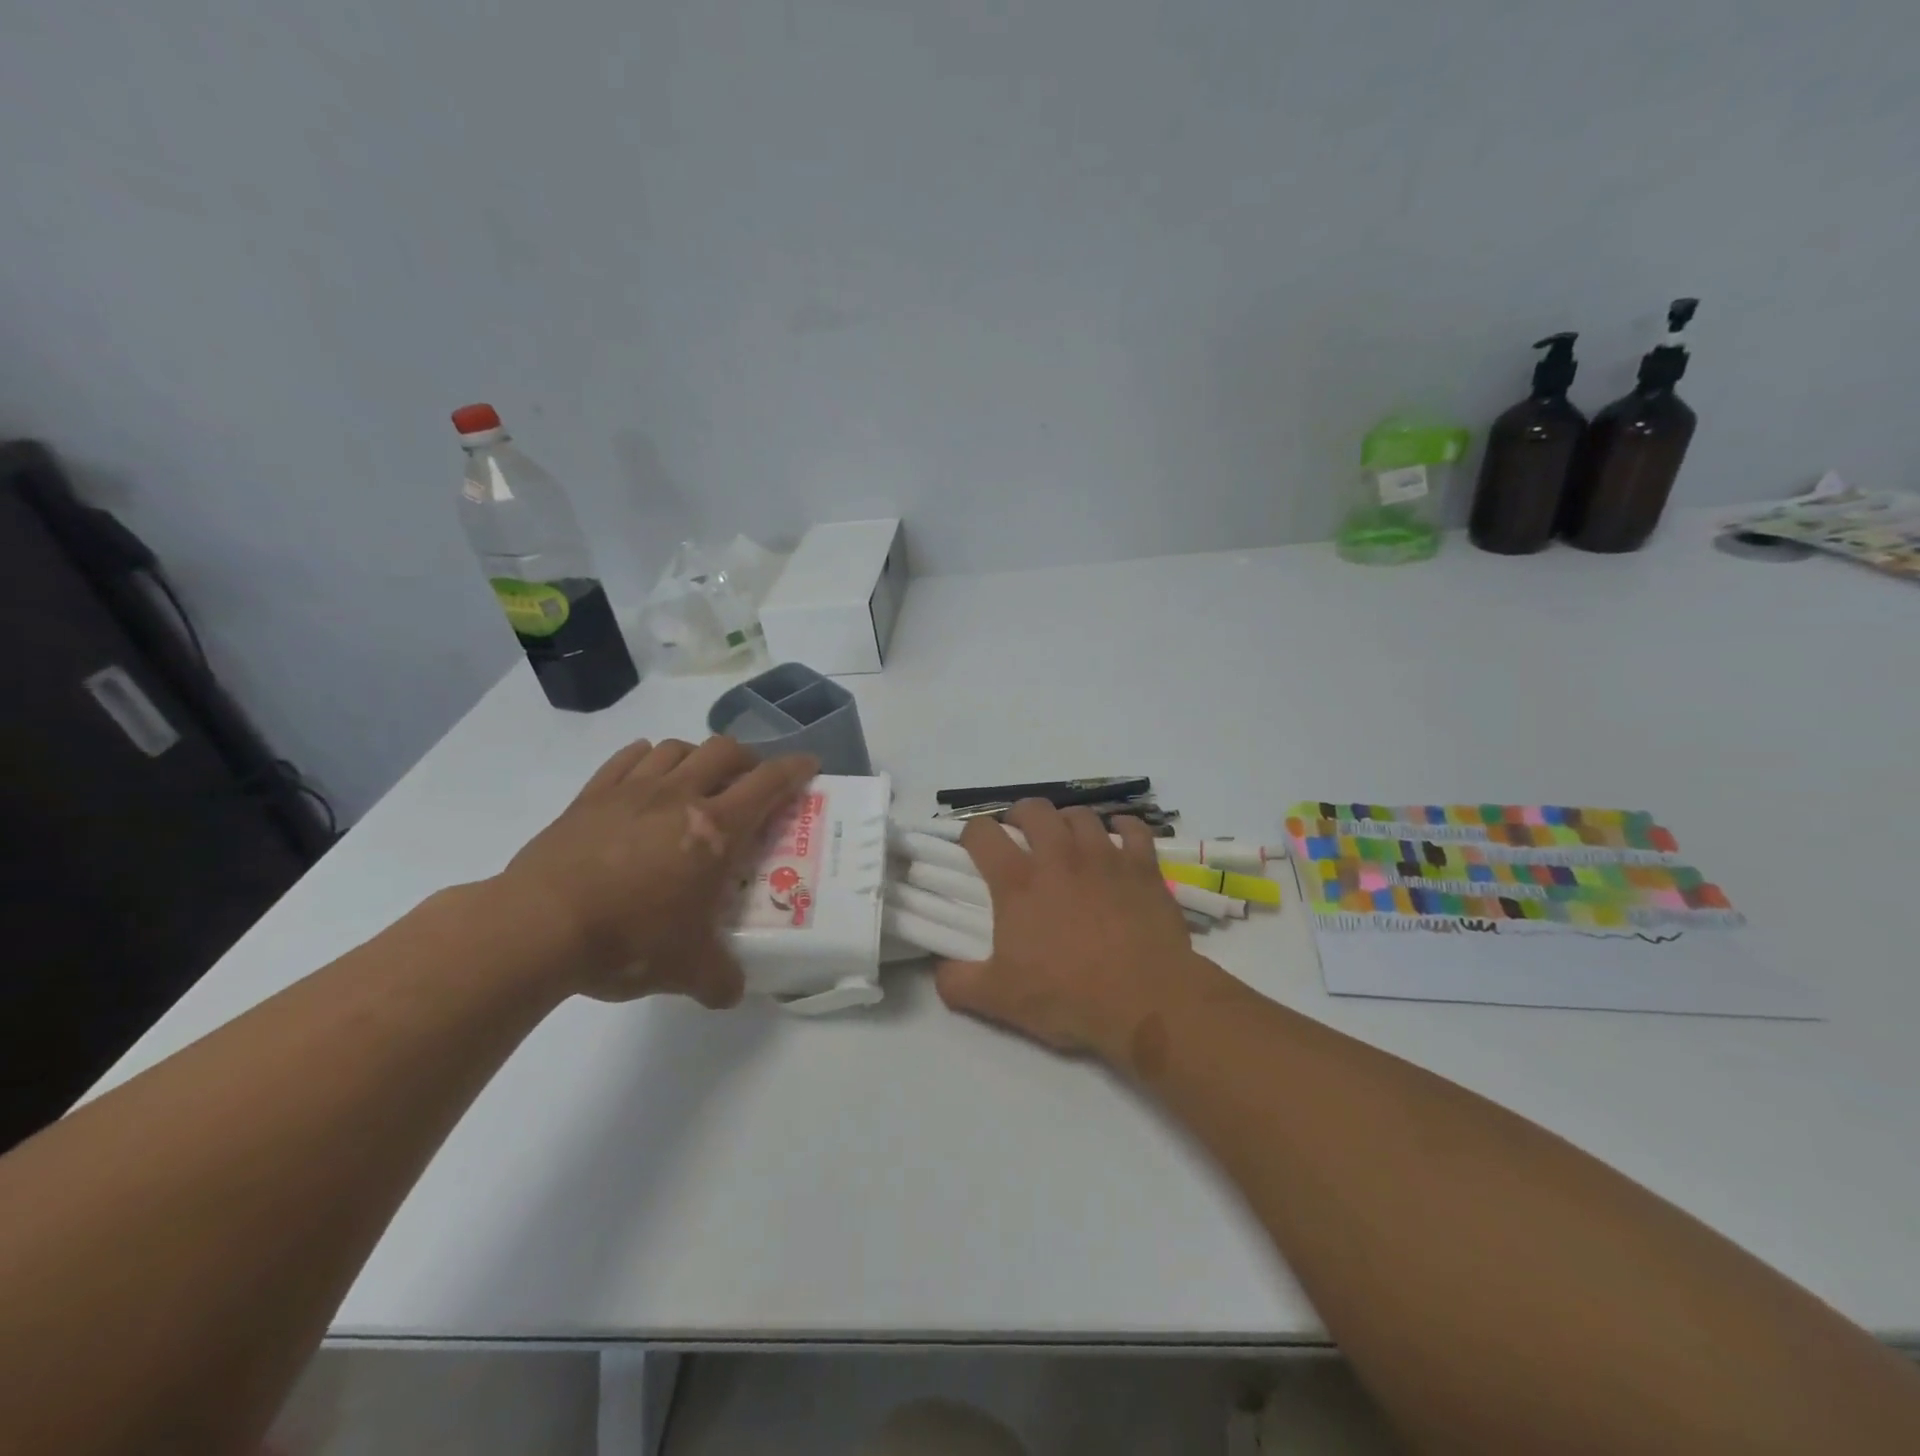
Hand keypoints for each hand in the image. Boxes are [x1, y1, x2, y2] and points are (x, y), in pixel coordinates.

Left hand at [495, 737, 817, 1005]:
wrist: (537, 927)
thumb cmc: (628, 939)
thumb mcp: (686, 970)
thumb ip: (719, 979)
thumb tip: (732, 993)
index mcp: (715, 829)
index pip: (769, 783)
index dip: (795, 769)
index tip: (809, 765)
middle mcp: (679, 796)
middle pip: (725, 750)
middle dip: (747, 760)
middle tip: (749, 784)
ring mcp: (632, 790)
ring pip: (677, 747)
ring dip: (697, 757)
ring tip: (697, 781)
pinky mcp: (590, 796)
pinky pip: (628, 758)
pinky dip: (648, 758)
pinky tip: (647, 776)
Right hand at [934, 801, 1226, 1067]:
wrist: (1146, 1002)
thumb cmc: (1068, 996)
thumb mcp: (998, 999)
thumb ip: (957, 981)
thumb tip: (938, 968)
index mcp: (1018, 880)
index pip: (981, 833)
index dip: (971, 834)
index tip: (973, 848)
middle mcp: (1059, 855)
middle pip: (1033, 809)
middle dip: (1020, 816)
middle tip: (1021, 838)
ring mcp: (1104, 855)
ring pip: (1080, 814)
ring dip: (1067, 822)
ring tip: (1067, 841)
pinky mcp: (1142, 866)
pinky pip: (1133, 828)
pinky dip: (1123, 827)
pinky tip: (1118, 837)